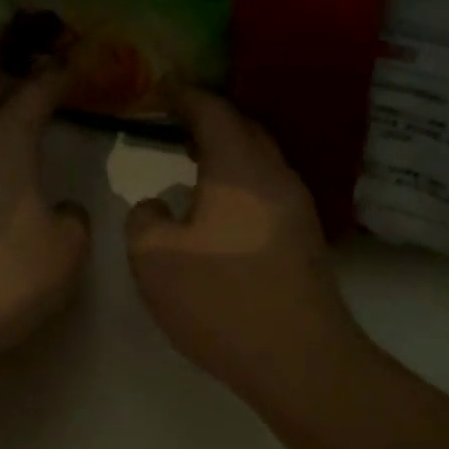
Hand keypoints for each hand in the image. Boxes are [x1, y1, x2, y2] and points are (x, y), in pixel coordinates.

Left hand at [0, 70, 89, 370]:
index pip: (32, 93)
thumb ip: (73, 219)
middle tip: (35, 89)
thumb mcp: (66, 251)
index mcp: (1, 144)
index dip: (55, 79)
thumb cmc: (7, 279)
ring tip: (10, 130)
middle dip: (11, 86)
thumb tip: (63, 210)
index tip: (71, 70)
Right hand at [126, 89, 361, 403]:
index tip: (158, 89)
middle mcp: (275, 176)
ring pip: (258, 162)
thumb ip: (143, 220)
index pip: (211, 111)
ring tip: (191, 164)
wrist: (298, 358)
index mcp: (239, 167)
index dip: (182, 96)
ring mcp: (297, 208)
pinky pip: (266, 191)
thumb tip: (156, 206)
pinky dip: (239, 184)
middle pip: (243, 130)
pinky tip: (218, 210)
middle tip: (172, 123)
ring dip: (226, 155)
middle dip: (207, 121)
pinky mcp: (305, 240)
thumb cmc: (220, 300)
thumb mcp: (154, 260)